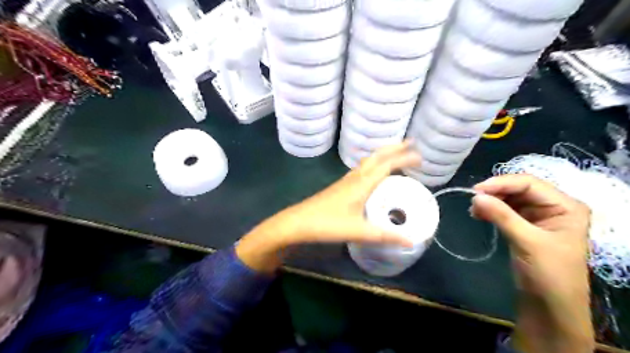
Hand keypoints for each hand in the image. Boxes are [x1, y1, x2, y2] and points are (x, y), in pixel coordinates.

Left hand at [235, 141, 417, 272]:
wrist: (298, 222)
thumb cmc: (327, 224)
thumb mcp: (358, 231)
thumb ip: (384, 236)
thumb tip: (411, 241)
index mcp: (362, 184)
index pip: (387, 164)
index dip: (404, 158)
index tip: (421, 157)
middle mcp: (355, 177)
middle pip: (377, 156)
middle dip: (395, 147)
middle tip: (411, 143)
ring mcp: (346, 180)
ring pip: (368, 160)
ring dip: (384, 154)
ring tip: (397, 154)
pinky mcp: (340, 186)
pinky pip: (361, 169)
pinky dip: (373, 164)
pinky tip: (374, 173)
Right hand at [472, 175, 596, 352]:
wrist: (550, 306)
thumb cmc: (548, 274)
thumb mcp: (527, 242)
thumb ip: (502, 216)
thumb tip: (475, 196)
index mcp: (565, 206)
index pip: (530, 184)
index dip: (502, 183)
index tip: (476, 190)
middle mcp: (553, 207)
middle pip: (519, 189)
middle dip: (495, 192)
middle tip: (472, 200)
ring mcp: (539, 217)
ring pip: (510, 199)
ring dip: (491, 201)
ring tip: (473, 209)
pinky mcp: (525, 226)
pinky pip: (506, 210)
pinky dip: (491, 210)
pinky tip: (478, 214)